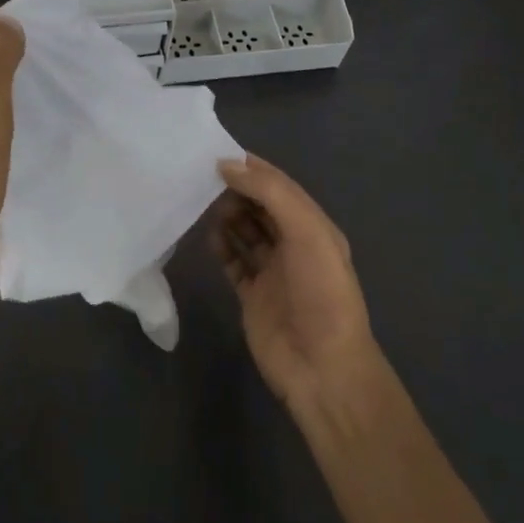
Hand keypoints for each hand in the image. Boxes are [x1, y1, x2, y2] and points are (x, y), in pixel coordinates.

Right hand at [210, 154, 378, 408]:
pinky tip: (207, 236)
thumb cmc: (320, 293)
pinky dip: (220, 247)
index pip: (280, 186)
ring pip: (244, 232)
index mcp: (314, 227)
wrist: (323, 369)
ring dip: (226, 215)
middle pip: (260, 206)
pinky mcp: (252, 296)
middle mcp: (294, 245)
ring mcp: (273, 272)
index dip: (252, 168)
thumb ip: (269, 193)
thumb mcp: (306, 232)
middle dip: (236, 190)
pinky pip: (233, 262)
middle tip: (202, 179)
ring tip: (200, 204)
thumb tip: (226, 164)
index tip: (218, 153)